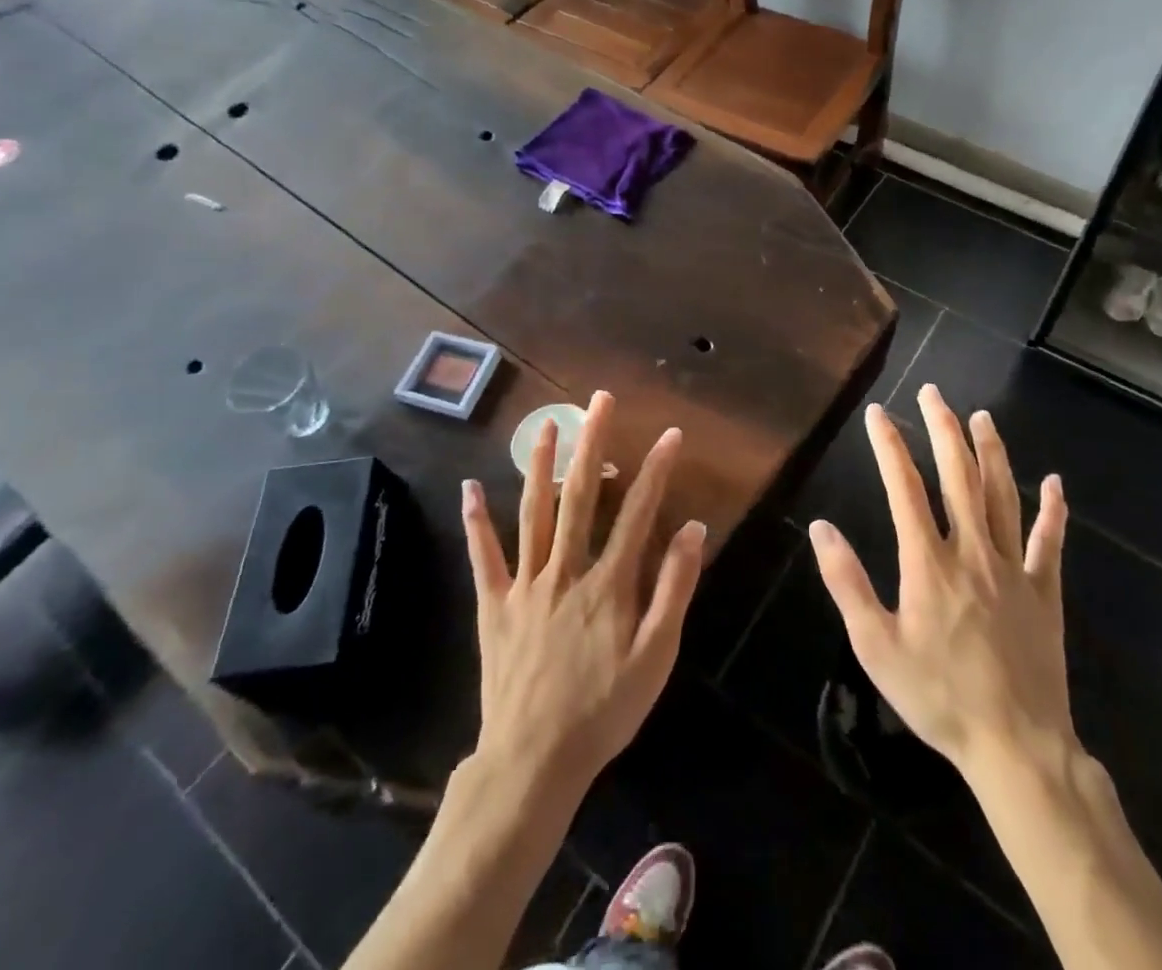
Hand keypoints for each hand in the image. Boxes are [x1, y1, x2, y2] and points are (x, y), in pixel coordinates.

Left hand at [461, 391, 704, 794]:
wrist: (534, 761)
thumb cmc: (604, 710)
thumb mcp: (656, 657)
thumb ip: (675, 589)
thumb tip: (692, 529)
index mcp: (608, 583)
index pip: (638, 513)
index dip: (657, 471)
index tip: (671, 434)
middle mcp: (566, 570)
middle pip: (581, 496)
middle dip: (593, 444)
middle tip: (598, 401)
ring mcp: (525, 584)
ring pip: (533, 513)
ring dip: (540, 466)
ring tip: (546, 425)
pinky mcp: (494, 605)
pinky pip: (484, 557)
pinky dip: (476, 522)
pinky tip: (470, 488)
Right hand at [809, 385, 1073, 780]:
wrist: (1015, 746)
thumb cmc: (938, 696)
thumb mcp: (875, 646)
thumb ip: (847, 582)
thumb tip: (821, 526)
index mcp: (928, 562)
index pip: (905, 487)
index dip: (889, 445)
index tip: (878, 413)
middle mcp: (972, 551)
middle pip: (958, 476)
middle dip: (943, 428)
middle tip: (934, 392)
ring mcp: (1013, 568)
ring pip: (1003, 495)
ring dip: (991, 452)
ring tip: (981, 417)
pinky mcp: (1044, 592)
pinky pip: (1051, 543)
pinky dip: (1054, 511)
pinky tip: (1055, 484)